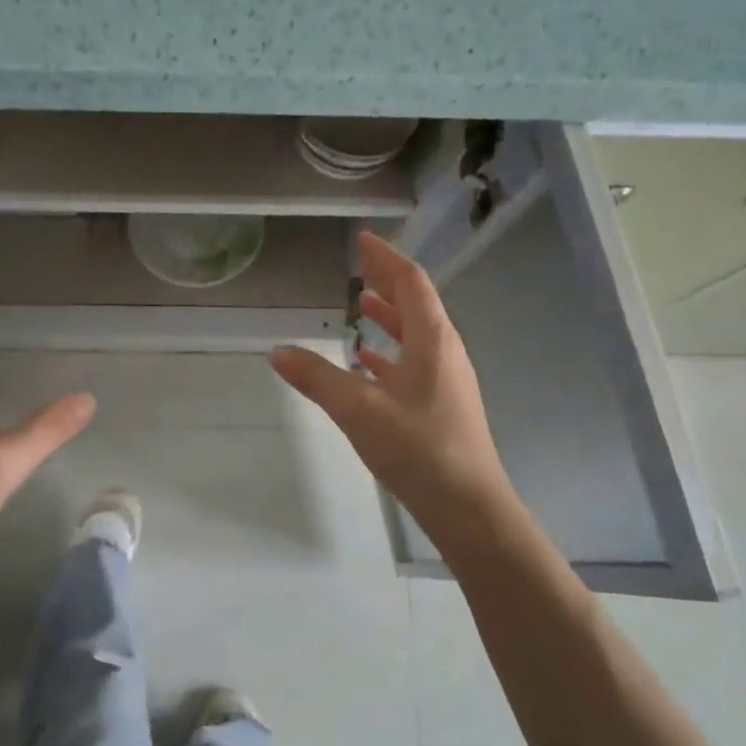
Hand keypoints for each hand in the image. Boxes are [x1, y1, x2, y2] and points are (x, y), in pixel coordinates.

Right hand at [271, 232, 514, 558]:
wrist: (467, 505)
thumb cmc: (418, 448)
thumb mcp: (359, 410)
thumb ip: (317, 378)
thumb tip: (278, 351)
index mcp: (433, 340)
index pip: (411, 282)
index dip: (386, 258)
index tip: (363, 240)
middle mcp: (445, 352)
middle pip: (416, 304)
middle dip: (387, 282)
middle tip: (359, 266)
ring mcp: (446, 381)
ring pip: (415, 336)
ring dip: (389, 317)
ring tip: (361, 306)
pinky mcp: (441, 407)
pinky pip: (413, 365)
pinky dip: (389, 355)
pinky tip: (367, 365)